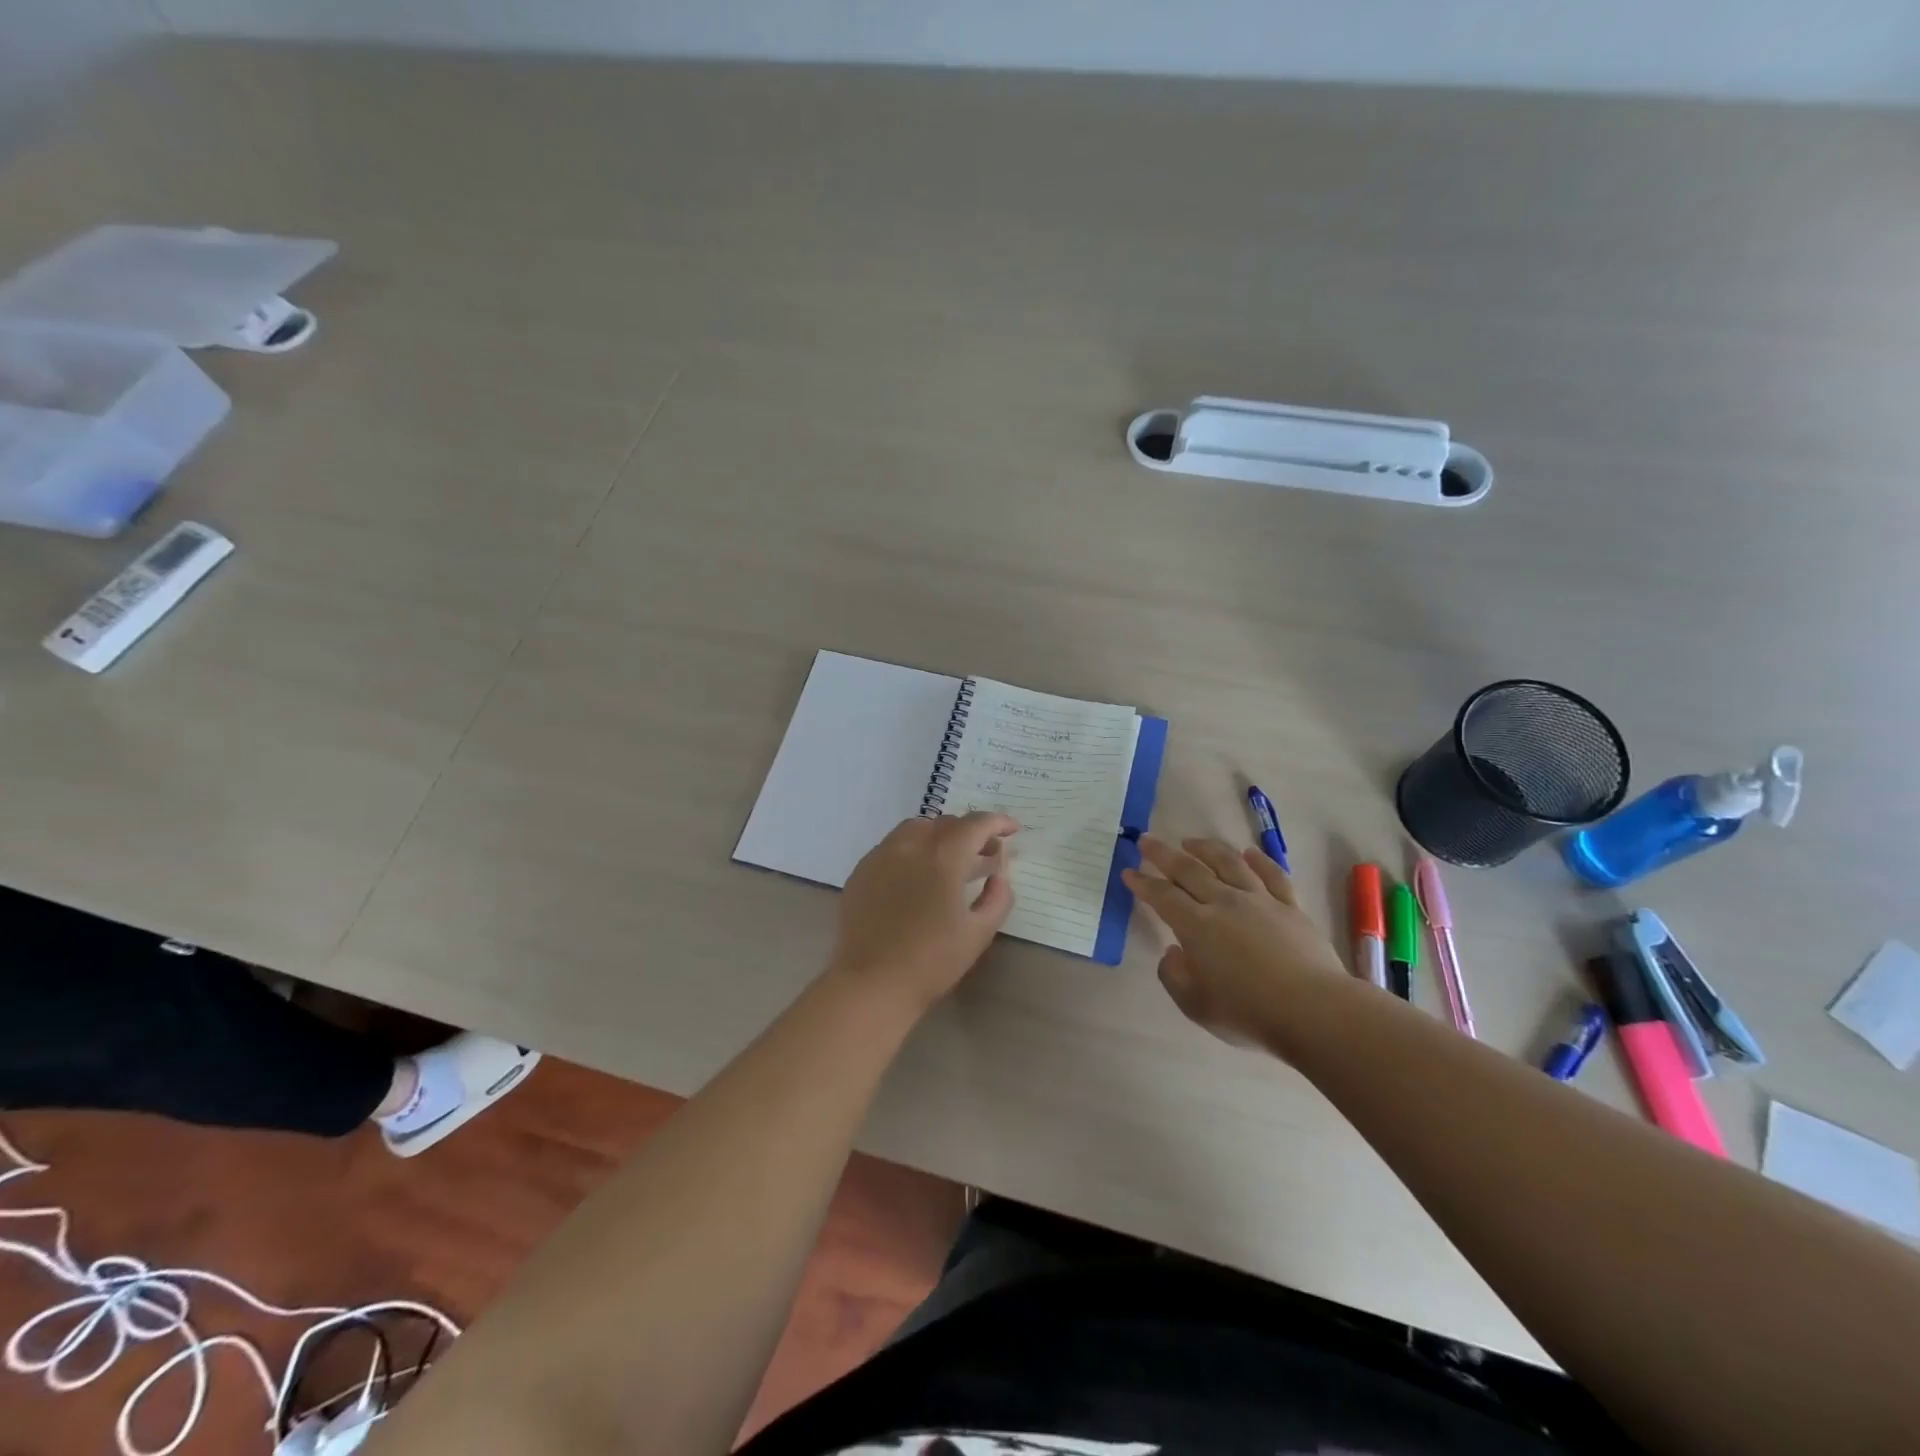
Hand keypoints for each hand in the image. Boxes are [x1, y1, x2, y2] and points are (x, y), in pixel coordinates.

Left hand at [828, 812, 1017, 1012]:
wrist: (872, 982)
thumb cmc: (931, 960)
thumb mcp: (979, 932)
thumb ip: (998, 897)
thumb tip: (999, 875)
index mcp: (943, 857)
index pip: (976, 824)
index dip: (997, 822)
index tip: (1012, 829)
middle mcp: (910, 845)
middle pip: (946, 823)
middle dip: (970, 832)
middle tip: (985, 853)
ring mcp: (881, 855)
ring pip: (916, 828)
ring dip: (939, 835)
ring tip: (951, 859)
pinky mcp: (862, 870)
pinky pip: (892, 845)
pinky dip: (913, 849)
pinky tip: (917, 875)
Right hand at [1123, 835, 1347, 1049]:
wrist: (1315, 1011)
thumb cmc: (1249, 1012)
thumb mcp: (1195, 1005)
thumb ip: (1174, 976)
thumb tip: (1173, 952)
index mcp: (1196, 925)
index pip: (1162, 896)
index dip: (1142, 882)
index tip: (1128, 871)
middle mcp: (1224, 902)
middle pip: (1189, 869)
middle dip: (1163, 854)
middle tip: (1147, 840)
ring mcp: (1260, 900)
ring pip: (1228, 863)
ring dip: (1206, 848)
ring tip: (1191, 840)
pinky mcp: (1291, 906)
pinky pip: (1272, 875)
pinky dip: (1258, 860)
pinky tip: (1249, 853)